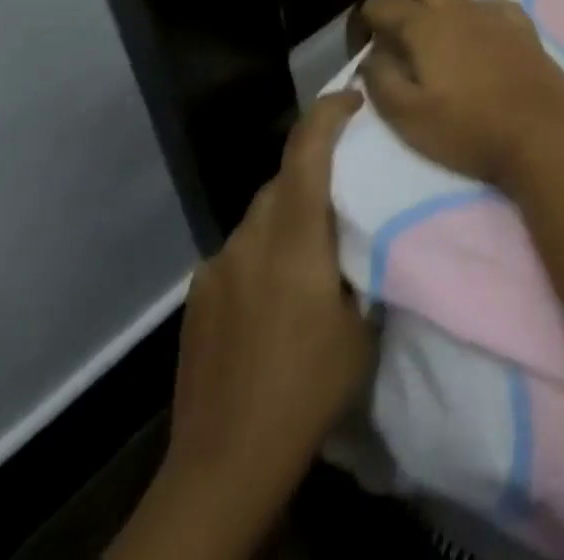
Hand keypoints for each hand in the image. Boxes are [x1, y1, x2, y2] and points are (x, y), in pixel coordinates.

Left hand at [120, 90, 372, 558]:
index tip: (356, 97)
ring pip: (262, 213)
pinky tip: (278, 290)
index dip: (330, 111)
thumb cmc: (308, 389)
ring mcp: (217, 265)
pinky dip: (265, 248)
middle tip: (352, 184)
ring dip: (291, 211)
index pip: (307, 149)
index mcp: (294, 237)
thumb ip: (361, 261)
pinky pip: (241, 248)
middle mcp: (249, 238)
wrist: (223, 465)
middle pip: (284, 177)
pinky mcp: (198, 294)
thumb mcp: (361, 324)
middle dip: (317, 166)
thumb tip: (365, 228)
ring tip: (317, 245)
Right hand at [357, 0, 563, 188]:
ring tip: (433, 35)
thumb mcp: (408, 118)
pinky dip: (474, 12)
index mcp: (426, 25)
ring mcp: (495, 12)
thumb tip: (372, 54)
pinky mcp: (523, 24)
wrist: (543, 132)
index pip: (383, 2)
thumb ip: (381, 79)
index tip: (362, 42)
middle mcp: (459, 7)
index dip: (365, 18)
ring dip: (437, 2)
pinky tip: (477, 34)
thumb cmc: (469, 129)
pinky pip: (491, 3)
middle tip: (393, 25)